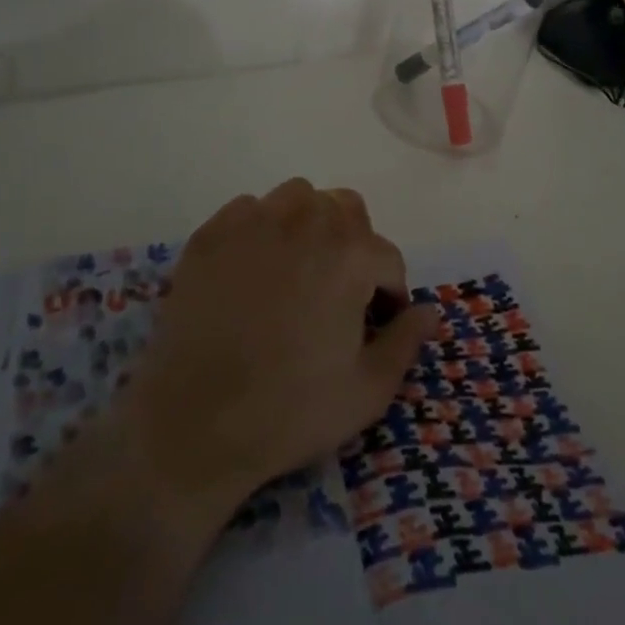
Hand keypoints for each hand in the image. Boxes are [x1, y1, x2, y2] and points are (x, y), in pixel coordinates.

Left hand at [26, 180, 437, 539]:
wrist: (192, 426)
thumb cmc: (289, 411)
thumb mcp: (366, 391)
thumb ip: (406, 341)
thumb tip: (432, 310)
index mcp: (350, 252)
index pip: (387, 258)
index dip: (388, 295)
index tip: (373, 326)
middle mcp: (307, 219)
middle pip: (347, 211)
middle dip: (353, 246)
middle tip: (336, 296)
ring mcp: (255, 219)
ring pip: (299, 198)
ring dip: (308, 226)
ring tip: (296, 274)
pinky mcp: (213, 231)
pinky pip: (251, 210)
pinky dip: (261, 231)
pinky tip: (251, 274)